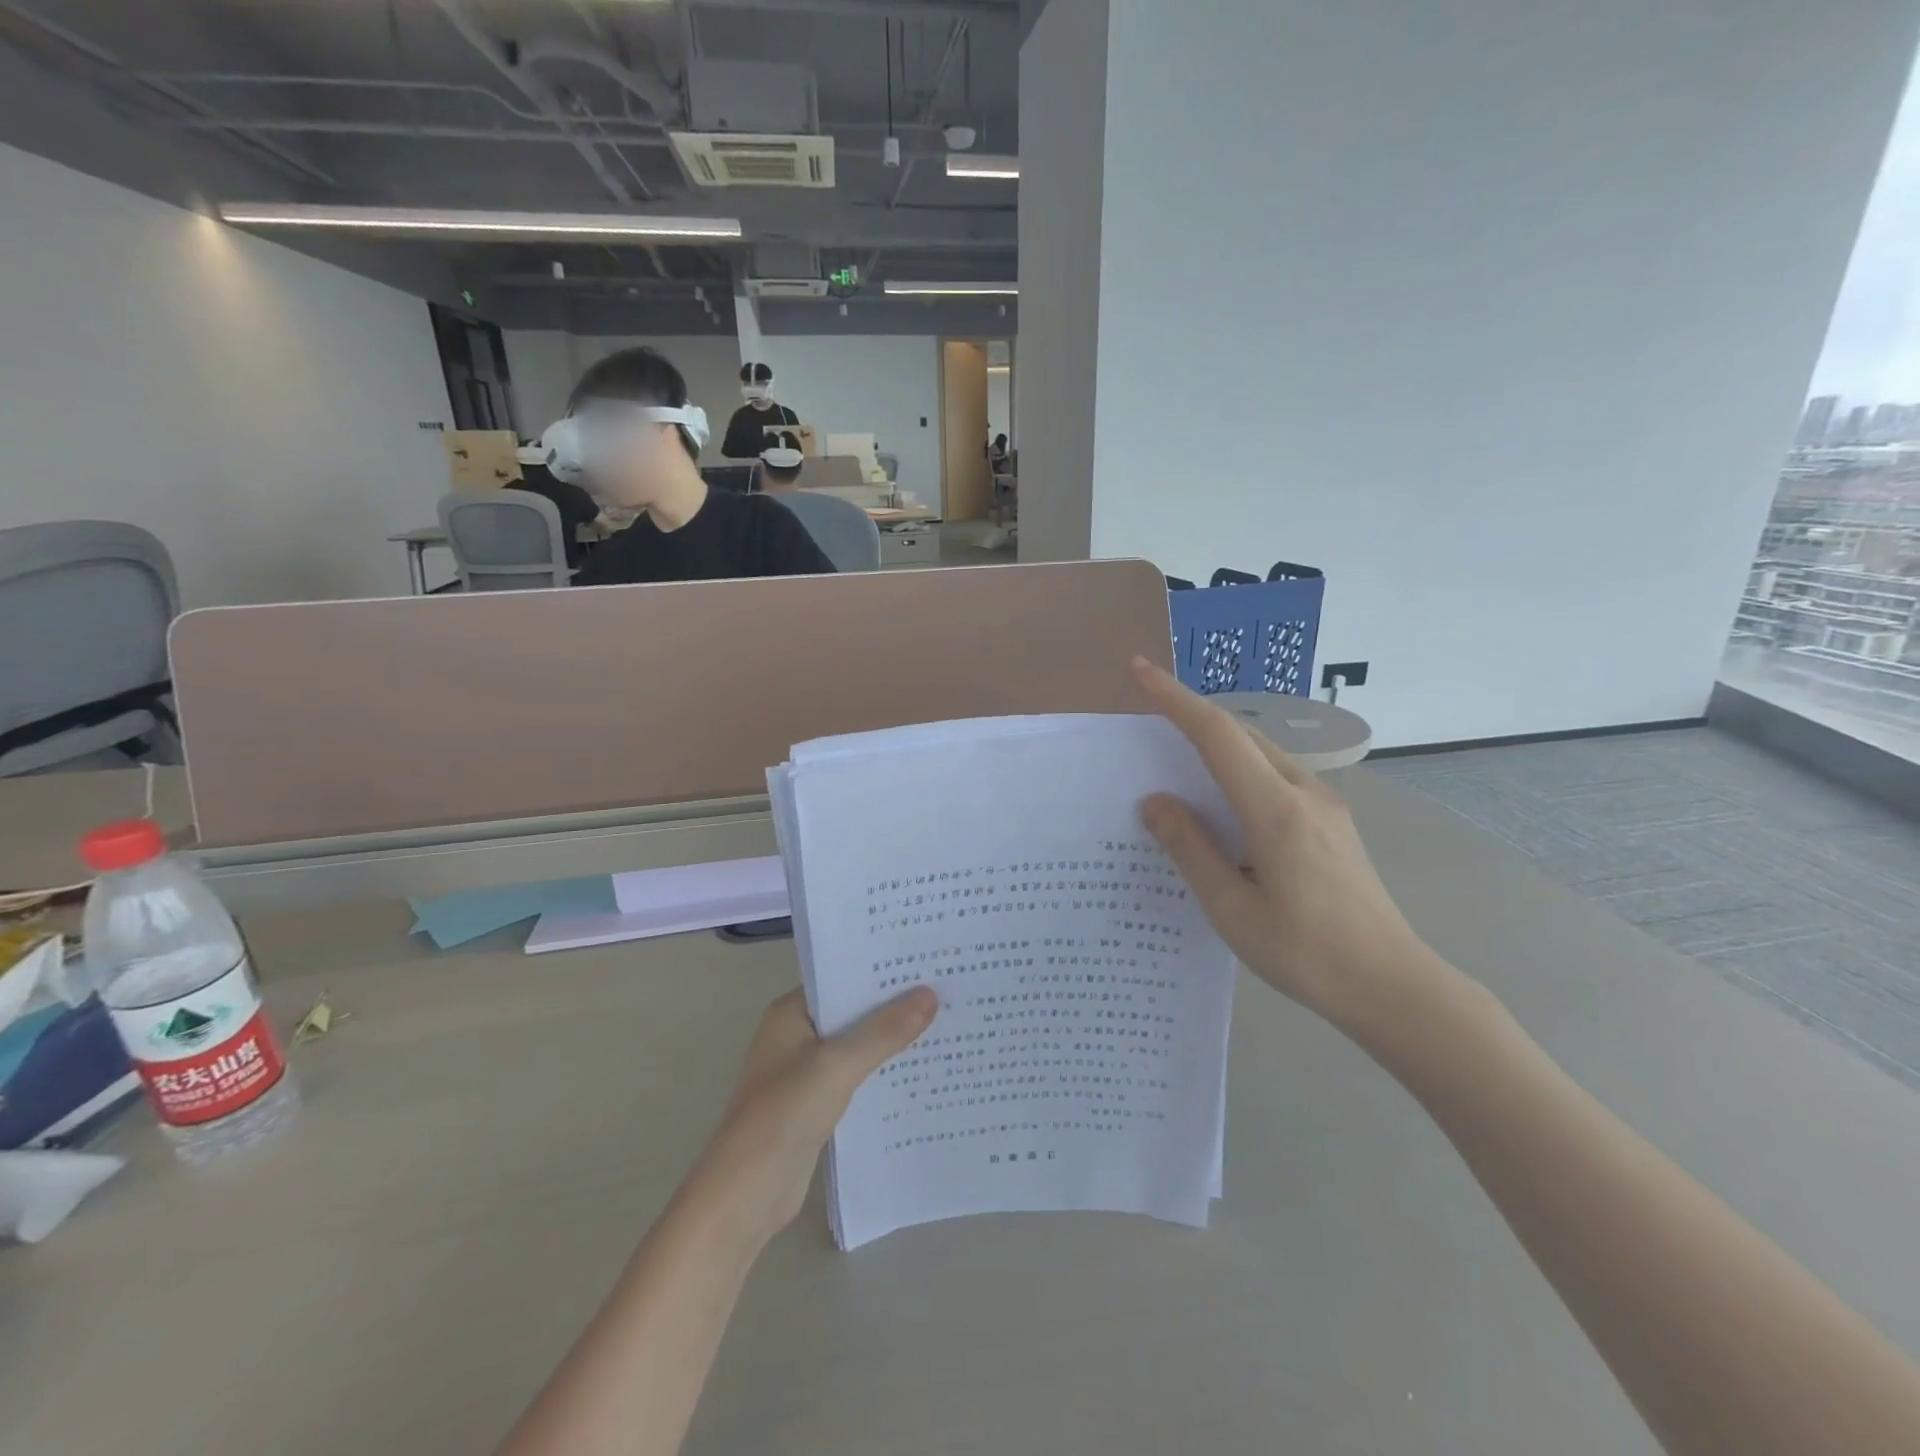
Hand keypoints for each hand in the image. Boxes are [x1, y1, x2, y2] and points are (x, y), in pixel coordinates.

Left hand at [686, 987, 936, 1248]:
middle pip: (852, 1011)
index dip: (881, 971)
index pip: (842, 978)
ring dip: (891, 1040)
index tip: (926, 962)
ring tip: (944, 1023)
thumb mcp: (838, 1065)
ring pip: (857, 1045)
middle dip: (893, 1005)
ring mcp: (805, 1071)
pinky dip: (882, 1072)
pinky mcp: (816, 1104)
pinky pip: (856, 1077)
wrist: (745, 1195)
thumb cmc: (784, 1115)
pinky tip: (920, 1070)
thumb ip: (884, 1031)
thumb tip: (930, 994)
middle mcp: (797, 1035)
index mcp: (791, 1013)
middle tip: (946, 989)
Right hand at [1130, 658, 1446, 1033]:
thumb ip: (1191, 849)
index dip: (1174, 698)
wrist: (1395, 987)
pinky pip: (1276, 778)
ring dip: (1217, 745)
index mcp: (1276, 810)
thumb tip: (1155, 802)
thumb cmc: (1307, 954)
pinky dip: (1239, 772)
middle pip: (1241, 735)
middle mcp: (1305, 793)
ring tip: (1177, 765)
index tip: (1139, 670)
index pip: (1217, 734)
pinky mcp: (1333, 823)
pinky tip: (1223, 807)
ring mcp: (1325, 806)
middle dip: (1191, 716)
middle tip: (1146, 723)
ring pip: (1261, 754)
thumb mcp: (1232, 909)